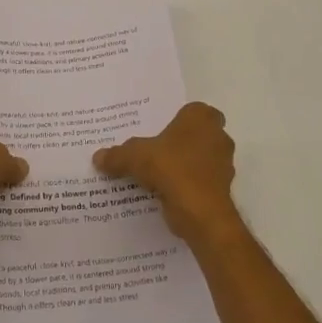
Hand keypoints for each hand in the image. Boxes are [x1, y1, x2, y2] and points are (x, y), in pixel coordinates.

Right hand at [94, 102, 239, 242]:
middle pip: (197, 135)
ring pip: (201, 159)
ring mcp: (224, 163)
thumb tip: (97, 157)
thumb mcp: (135, 157)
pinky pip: (201, 181)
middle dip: (180, 142)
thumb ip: (117, 155)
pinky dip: (188, 186)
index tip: (158, 130)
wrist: (200, 212)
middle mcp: (218, 136)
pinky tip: (167, 193)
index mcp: (201, 118)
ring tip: (158, 175)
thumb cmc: (171, 168)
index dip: (177, 119)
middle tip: (155, 151)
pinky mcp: (223, 189)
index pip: (191, 111)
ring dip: (185, 165)